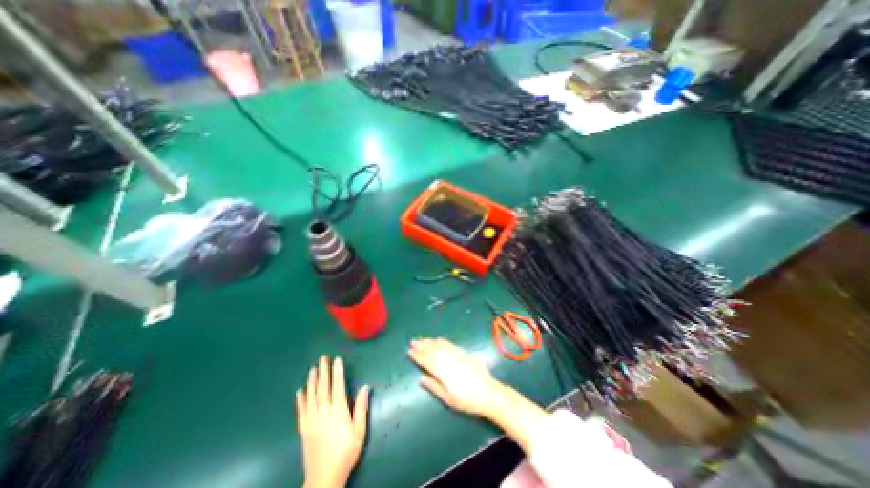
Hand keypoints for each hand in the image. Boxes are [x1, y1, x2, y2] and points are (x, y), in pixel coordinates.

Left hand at [300, 357, 369, 487]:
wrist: (324, 477)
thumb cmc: (346, 451)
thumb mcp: (360, 431)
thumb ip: (361, 408)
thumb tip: (365, 386)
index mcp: (338, 410)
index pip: (337, 386)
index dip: (337, 372)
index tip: (337, 359)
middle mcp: (323, 411)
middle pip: (323, 387)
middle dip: (323, 371)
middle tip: (322, 358)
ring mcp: (311, 419)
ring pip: (311, 395)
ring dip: (312, 380)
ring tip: (313, 368)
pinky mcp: (303, 428)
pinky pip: (301, 409)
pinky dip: (300, 398)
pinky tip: (300, 390)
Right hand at [410, 338, 503, 414]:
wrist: (489, 393)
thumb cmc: (468, 401)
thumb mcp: (449, 399)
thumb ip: (434, 387)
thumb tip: (421, 378)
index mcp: (444, 373)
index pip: (428, 361)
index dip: (418, 356)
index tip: (410, 351)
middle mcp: (450, 361)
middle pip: (433, 351)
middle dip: (422, 346)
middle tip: (413, 341)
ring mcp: (458, 356)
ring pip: (441, 346)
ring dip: (430, 342)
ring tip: (422, 339)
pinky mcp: (465, 354)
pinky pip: (451, 345)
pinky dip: (443, 341)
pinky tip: (438, 339)